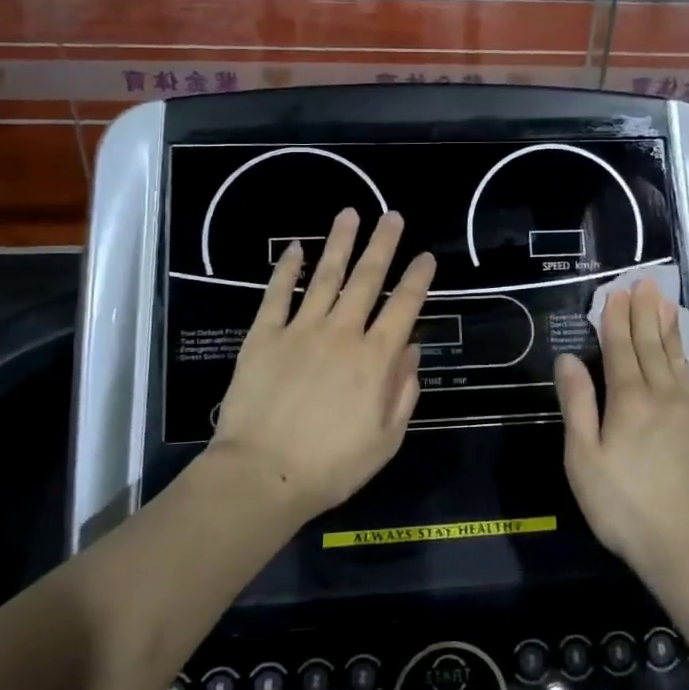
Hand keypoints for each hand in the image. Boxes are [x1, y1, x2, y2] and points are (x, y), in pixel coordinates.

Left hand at [211, 207, 434, 521]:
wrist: (262, 475)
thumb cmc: (331, 466)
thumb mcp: (386, 440)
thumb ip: (403, 391)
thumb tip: (411, 350)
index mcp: (375, 360)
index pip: (404, 307)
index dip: (418, 279)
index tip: (426, 256)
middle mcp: (342, 333)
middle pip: (367, 279)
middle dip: (382, 245)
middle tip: (392, 216)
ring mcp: (301, 330)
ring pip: (325, 276)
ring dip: (340, 243)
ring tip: (350, 214)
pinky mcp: (264, 336)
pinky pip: (277, 295)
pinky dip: (287, 269)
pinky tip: (295, 248)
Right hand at [556, 278, 688, 591]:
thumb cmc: (626, 506)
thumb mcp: (584, 459)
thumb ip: (577, 405)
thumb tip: (568, 359)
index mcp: (629, 400)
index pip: (621, 348)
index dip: (617, 319)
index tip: (617, 292)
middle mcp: (663, 396)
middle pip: (651, 346)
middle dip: (645, 313)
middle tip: (645, 283)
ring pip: (676, 358)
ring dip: (667, 328)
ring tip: (665, 302)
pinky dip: (684, 357)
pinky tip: (682, 353)